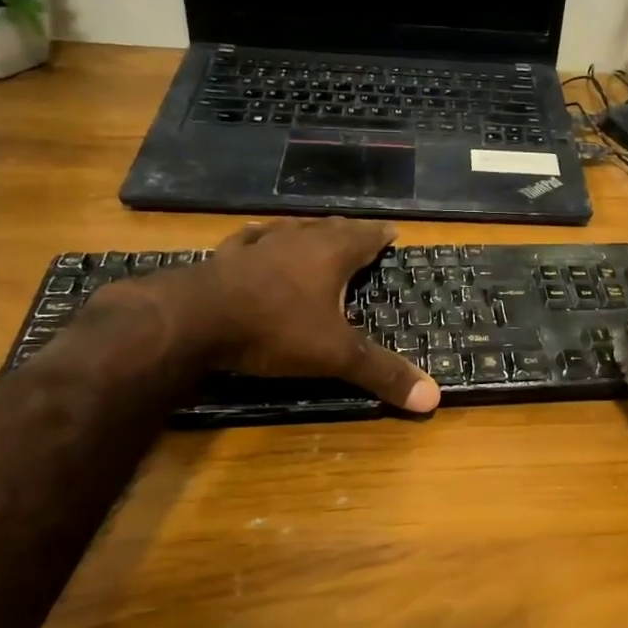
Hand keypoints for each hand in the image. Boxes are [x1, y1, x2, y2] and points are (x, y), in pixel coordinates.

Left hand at [98, 219, 438, 412]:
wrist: (194, 320)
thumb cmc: (275, 329)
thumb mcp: (335, 355)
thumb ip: (382, 372)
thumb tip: (434, 399)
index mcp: (330, 254)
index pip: (364, 237)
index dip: (380, 236)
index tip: (391, 232)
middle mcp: (297, 241)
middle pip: (329, 229)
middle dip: (347, 232)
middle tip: (359, 235)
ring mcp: (258, 246)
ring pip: (291, 230)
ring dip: (307, 231)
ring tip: (316, 232)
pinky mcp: (225, 258)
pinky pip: (249, 240)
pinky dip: (259, 239)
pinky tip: (255, 237)